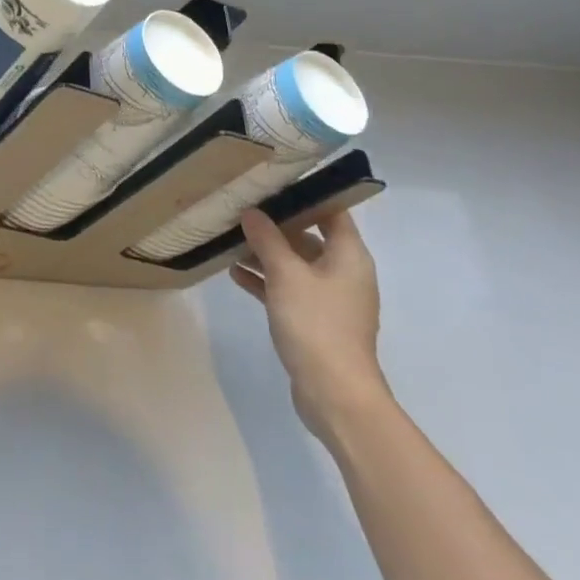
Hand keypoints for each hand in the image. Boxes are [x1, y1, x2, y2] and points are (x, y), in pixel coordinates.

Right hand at [231, 208, 390, 438]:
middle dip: (275, 225)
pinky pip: (289, 290)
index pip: (331, 211)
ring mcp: (330, 299)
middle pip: (309, 237)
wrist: (335, 394)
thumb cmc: (316, 324)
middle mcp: (344, 272)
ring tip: (230, 240)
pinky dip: (266, 281)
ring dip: (266, 254)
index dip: (305, 195)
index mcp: (349, 255)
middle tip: (242, 210)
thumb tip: (252, 212)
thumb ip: (267, 239)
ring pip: (295, 265)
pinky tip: (235, 274)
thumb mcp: (286, 274)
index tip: (272, 184)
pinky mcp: (316, 321)